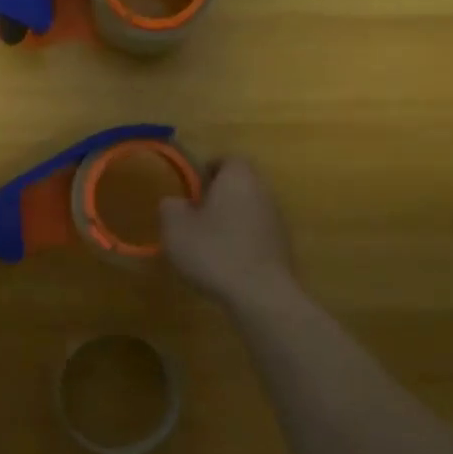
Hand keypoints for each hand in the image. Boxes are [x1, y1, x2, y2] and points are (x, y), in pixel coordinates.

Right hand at [160, 157, 297, 308]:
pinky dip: (242, 240)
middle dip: (219, 195)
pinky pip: (256, 233)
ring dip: (231, 219)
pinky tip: (225, 261)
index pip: (227, 160)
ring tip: (207, 240)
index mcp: (237, 178)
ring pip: (249, 209)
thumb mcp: (175, 227)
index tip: (192, 187)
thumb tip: (175, 202)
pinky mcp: (282, 247)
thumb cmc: (214, 251)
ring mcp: (276, 220)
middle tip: (195, 212)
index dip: (208, 169)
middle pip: (240, 184)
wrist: (260, 293)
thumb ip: (170, 207)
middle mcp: (262, 192)